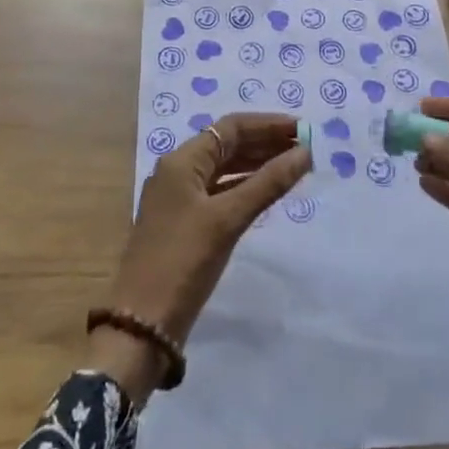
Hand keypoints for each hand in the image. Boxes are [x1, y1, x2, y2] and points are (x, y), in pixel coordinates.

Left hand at [89, 113, 309, 400]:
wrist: (142, 323)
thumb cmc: (184, 261)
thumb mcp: (228, 219)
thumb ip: (268, 183)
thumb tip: (305, 153)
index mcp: (182, 161)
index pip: (230, 128)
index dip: (268, 125)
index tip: (303, 129)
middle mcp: (179, 172)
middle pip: (228, 145)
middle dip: (266, 143)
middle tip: (305, 148)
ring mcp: (180, 198)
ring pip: (225, 170)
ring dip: (258, 165)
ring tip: (295, 166)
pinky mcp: (185, 223)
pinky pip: (221, 192)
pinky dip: (246, 188)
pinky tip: (269, 193)